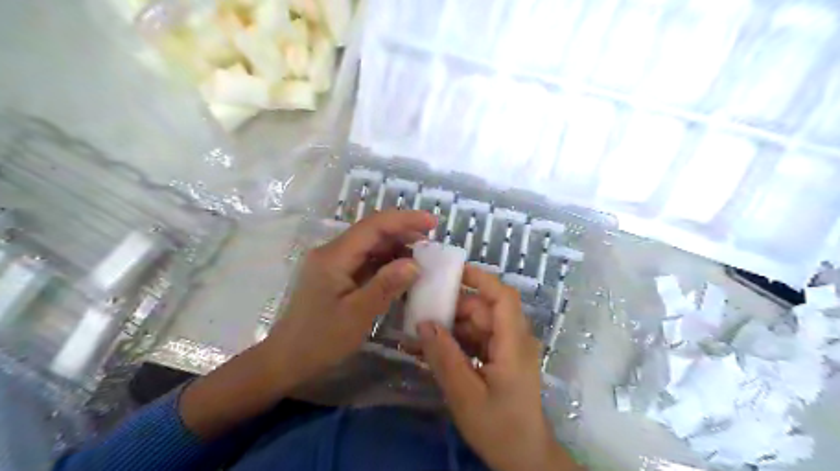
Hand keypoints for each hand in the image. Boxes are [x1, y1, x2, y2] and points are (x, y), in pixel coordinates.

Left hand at [180, 212, 435, 438]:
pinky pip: (367, 262)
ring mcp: (334, 264)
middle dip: (404, 233)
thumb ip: (385, 286)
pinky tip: (403, 273)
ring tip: (423, 259)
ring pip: (371, 247)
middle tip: (433, 245)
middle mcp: (333, 253)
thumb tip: (415, 264)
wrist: (286, 360)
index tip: (433, 222)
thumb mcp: (356, 315)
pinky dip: (387, 264)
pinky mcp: (338, 276)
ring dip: (397, 249)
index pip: (373, 226)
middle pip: (372, 233)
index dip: (405, 220)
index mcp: (334, 256)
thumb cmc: (319, 340)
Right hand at [417, 267, 578, 469]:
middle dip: (453, 308)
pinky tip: (433, 349)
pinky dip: (457, 342)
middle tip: (421, 311)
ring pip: (478, 324)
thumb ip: (444, 357)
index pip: (502, 297)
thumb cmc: (499, 428)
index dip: (480, 279)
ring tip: (420, 333)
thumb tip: (424, 323)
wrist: (524, 458)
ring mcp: (509, 349)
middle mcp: (515, 339)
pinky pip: (478, 340)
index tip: (451, 272)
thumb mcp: (465, 394)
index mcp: (513, 343)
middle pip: (484, 310)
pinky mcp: (501, 359)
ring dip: (451, 327)